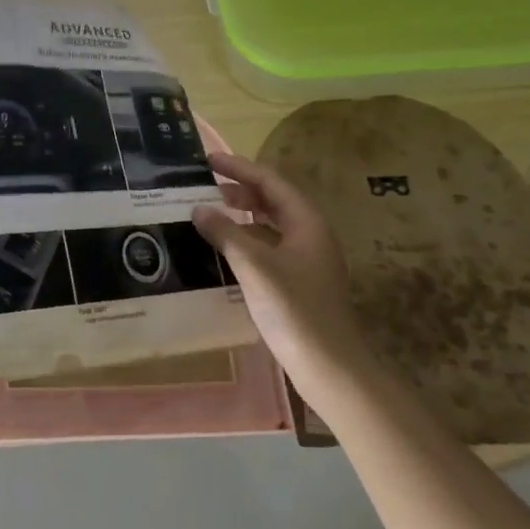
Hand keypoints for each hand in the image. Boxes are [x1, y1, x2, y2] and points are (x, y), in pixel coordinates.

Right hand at [192, 151, 367, 383]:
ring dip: (242, 215)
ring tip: (210, 214)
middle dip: (240, 190)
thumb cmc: (295, 310)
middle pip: (273, 200)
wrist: (330, 368)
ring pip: (271, 225)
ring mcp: (307, 260)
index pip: (271, 181)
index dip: (239, 168)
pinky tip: (224, 250)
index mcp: (306, 223)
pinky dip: (246, 240)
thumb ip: (225, 233)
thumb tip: (199, 209)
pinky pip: (269, 247)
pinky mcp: (299, 282)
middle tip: (205, 187)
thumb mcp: (254, 266)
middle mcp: (310, 235)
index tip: (208, 161)